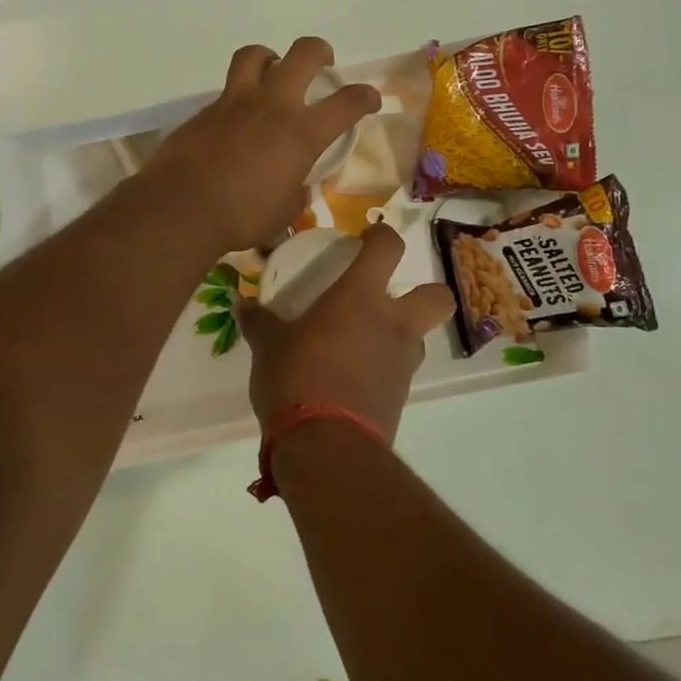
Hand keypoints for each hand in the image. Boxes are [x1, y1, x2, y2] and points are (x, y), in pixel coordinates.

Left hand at [143, 37, 380, 253]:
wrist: (182, 207)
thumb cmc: (242, 216)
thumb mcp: (284, 212)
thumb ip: (296, 192)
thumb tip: (298, 187)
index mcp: (302, 132)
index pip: (348, 102)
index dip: (366, 96)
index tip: (370, 100)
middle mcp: (273, 105)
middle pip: (304, 53)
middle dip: (320, 52)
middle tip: (322, 64)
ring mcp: (236, 102)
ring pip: (256, 55)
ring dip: (270, 58)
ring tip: (272, 73)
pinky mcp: (206, 110)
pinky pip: (227, 89)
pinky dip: (238, 96)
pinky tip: (236, 119)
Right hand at [239, 223, 453, 441]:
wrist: (326, 445)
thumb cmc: (296, 378)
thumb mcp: (268, 346)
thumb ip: (259, 322)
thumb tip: (242, 304)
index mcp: (360, 298)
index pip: (387, 248)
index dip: (382, 236)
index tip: (368, 237)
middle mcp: (393, 324)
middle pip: (438, 296)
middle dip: (425, 292)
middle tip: (391, 298)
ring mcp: (402, 363)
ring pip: (419, 338)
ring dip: (400, 336)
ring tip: (364, 344)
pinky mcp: (400, 398)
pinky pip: (399, 372)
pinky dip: (384, 370)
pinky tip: (354, 379)